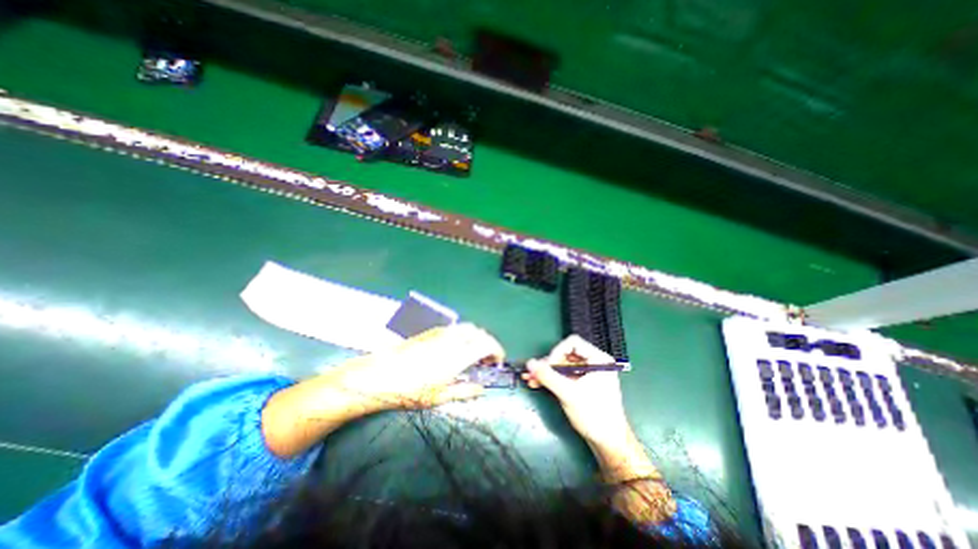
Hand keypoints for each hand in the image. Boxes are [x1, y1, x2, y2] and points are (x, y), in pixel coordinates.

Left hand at [334, 325, 502, 410]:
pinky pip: (454, 328)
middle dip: (487, 343)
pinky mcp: (431, 331)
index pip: (487, 344)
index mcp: (459, 354)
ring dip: (475, 337)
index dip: (497, 351)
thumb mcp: (440, 396)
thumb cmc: (411, 390)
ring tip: (471, 353)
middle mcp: (453, 338)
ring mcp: (441, 332)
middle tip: (485, 359)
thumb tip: (481, 390)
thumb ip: (465, 391)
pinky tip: (454, 349)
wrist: (380, 375)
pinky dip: (462, 335)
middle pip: (479, 332)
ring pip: (467, 327)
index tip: (497, 362)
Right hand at [524, 335, 630, 445]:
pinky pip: (565, 376)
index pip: (572, 343)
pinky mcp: (583, 384)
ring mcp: (589, 374)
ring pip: (562, 365)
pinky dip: (552, 379)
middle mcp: (594, 363)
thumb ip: (547, 376)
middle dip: (548, 364)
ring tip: (530, 379)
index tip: (547, 366)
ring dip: (547, 372)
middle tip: (533, 373)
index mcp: (598, 359)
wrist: (609, 444)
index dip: (556, 352)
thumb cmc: (594, 415)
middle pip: (566, 354)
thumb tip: (529, 363)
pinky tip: (538, 383)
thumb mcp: (568, 393)